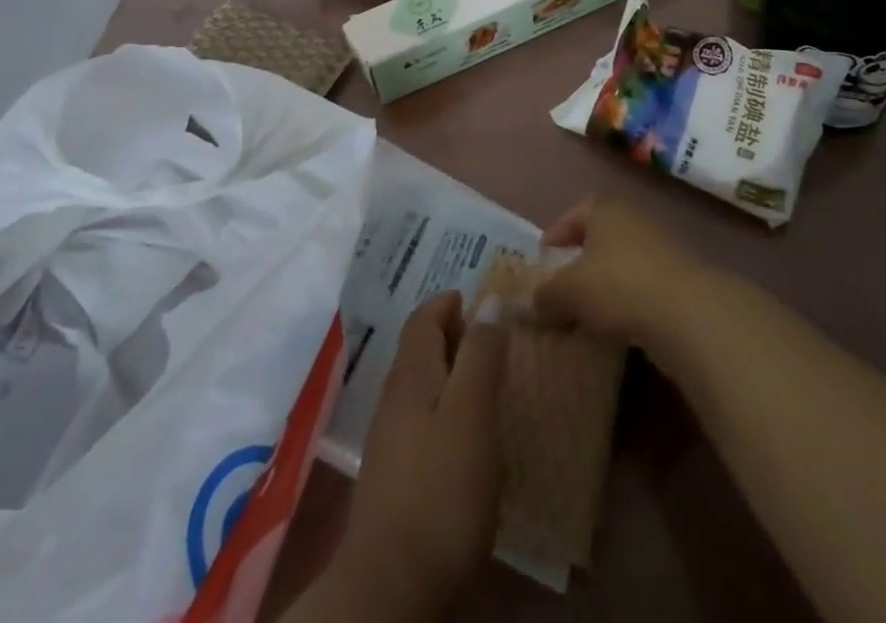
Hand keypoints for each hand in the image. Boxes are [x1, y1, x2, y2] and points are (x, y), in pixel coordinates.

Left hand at [327, 291, 506, 621]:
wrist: (392, 588)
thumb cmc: (441, 490)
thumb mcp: (471, 412)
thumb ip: (481, 354)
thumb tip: (490, 301)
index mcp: (411, 375)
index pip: (424, 318)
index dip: (449, 302)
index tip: (481, 299)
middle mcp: (394, 398)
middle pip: (421, 349)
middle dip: (453, 334)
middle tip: (494, 337)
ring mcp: (391, 441)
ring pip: (422, 386)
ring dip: (452, 372)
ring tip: (489, 382)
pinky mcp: (397, 479)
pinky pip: (423, 421)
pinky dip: (447, 410)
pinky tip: (469, 435)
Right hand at [533, 198, 714, 354]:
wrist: (690, 312)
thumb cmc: (619, 285)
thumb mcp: (569, 291)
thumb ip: (545, 295)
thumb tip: (532, 304)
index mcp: (604, 208)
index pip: (571, 216)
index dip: (554, 237)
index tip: (542, 262)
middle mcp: (633, 217)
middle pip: (598, 237)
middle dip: (579, 262)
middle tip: (562, 289)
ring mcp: (661, 245)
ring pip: (622, 262)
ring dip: (605, 284)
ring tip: (588, 313)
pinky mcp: (680, 277)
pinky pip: (643, 285)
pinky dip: (629, 301)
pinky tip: (620, 325)